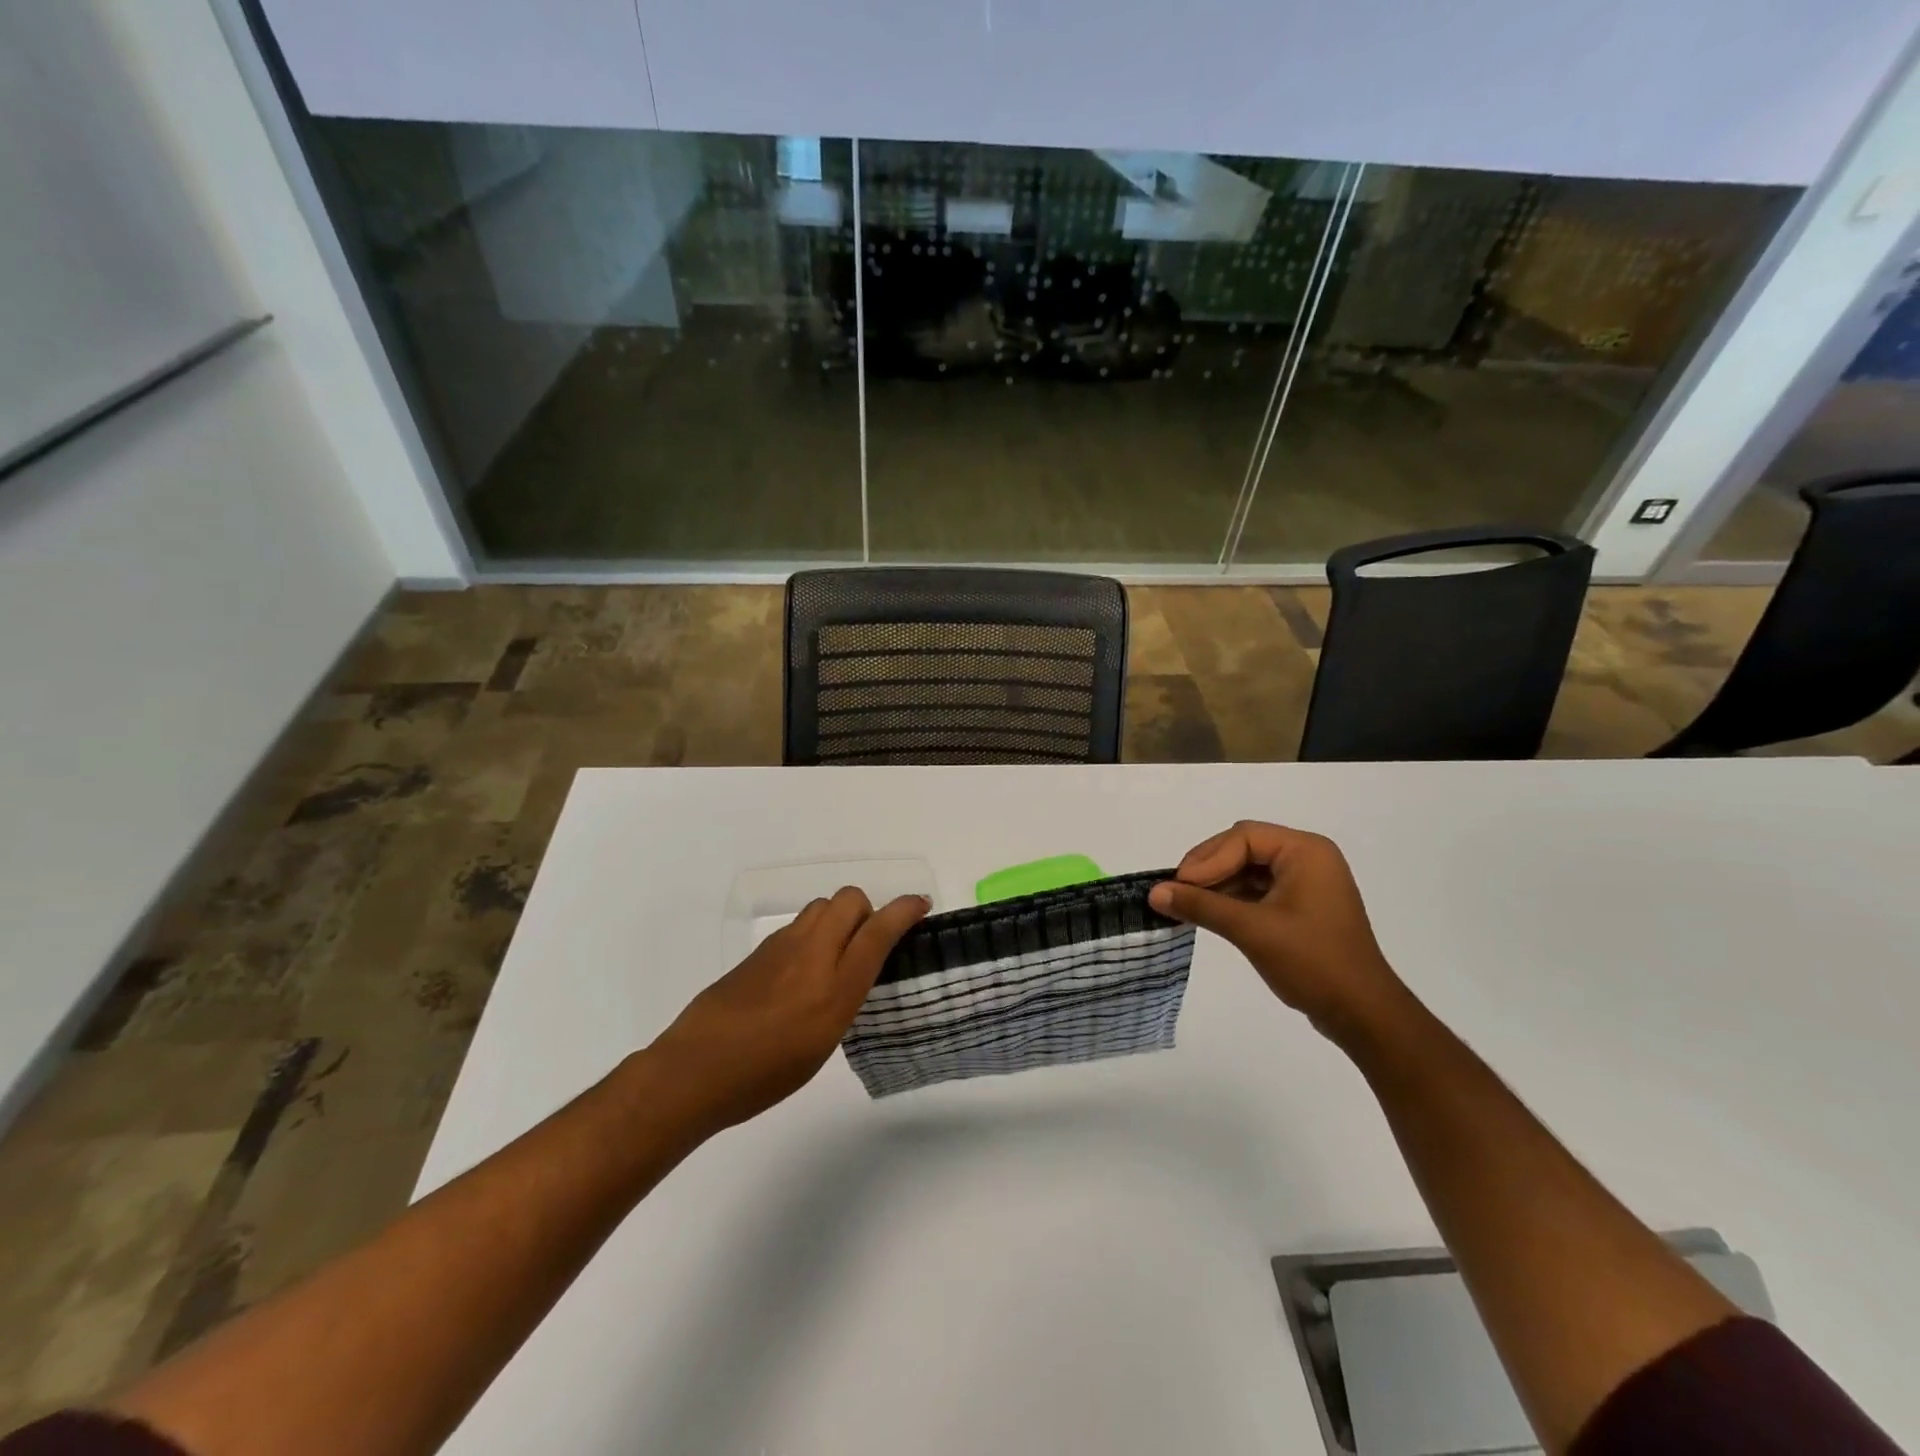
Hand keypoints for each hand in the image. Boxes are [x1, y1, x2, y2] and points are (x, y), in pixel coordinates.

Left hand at [648, 887, 928, 1132]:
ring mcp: (781, 947)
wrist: (696, 1069)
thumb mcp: (823, 1043)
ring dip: (839, 917)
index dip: (904, 911)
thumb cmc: (765, 1073)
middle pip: (850, 900)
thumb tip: (851, 971)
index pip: (877, 932)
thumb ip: (843, 999)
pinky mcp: (758, 951)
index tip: (921, 904)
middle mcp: (812, 955)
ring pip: (822, 906)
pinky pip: (798, 925)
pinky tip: (803, 969)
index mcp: (835, 986)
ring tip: (837, 953)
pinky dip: (813, 933)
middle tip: (869, 940)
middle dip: (869, 909)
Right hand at [1150, 822, 1406, 1045]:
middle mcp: (1308, 858)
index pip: (1243, 837)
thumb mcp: (1252, 930)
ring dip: (1217, 885)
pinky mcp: (1301, 907)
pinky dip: (1232, 900)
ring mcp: (1306, 883)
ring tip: (1186, 905)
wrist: (1363, 1014)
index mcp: (1306, 851)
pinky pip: (1258, 890)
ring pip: (1247, 870)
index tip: (1179, 885)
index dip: (1207, 859)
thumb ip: (1202, 906)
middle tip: (1178, 892)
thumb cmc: (1312, 962)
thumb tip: (1154, 893)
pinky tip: (1208, 914)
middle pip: (1243, 848)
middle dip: (1209, 869)